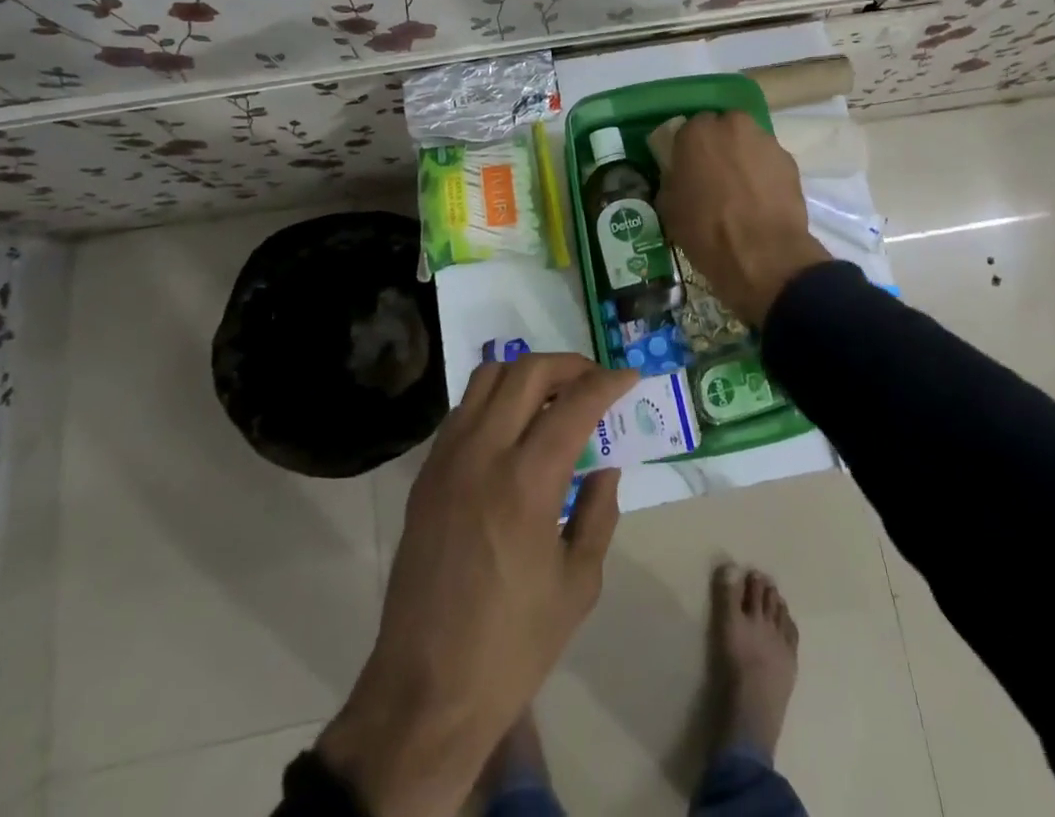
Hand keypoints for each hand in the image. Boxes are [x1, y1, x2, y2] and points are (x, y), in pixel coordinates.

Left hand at [316, 353, 638, 816]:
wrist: (425, 690)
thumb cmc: (513, 646)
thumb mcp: (579, 583)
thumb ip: (598, 511)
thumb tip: (605, 464)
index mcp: (527, 482)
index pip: (574, 403)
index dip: (607, 382)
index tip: (629, 378)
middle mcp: (483, 454)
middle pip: (527, 372)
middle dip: (569, 365)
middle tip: (594, 381)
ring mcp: (447, 459)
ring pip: (487, 377)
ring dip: (527, 373)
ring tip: (554, 396)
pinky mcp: (426, 474)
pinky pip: (463, 409)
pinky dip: (495, 398)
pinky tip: (514, 427)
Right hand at [657, 111, 831, 324]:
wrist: (762, 254)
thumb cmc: (706, 229)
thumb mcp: (669, 206)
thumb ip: (673, 178)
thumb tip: (680, 176)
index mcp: (697, 132)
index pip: (689, 129)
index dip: (689, 150)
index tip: (689, 169)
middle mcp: (733, 126)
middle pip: (723, 129)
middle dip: (719, 147)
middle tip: (715, 177)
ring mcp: (766, 141)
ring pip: (749, 144)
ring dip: (743, 159)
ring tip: (741, 192)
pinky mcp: (790, 161)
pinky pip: (769, 163)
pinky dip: (764, 175)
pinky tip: (761, 201)